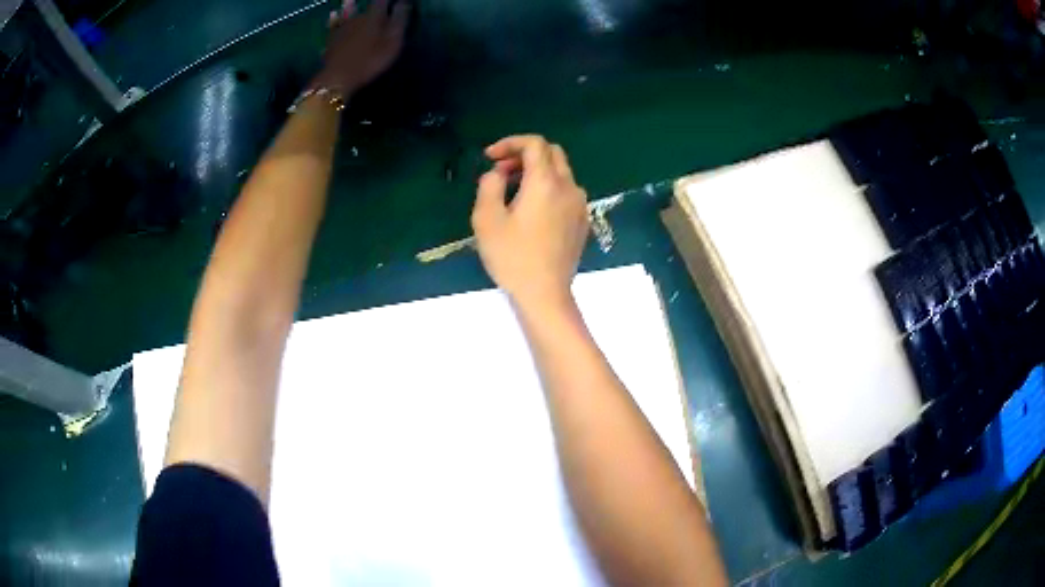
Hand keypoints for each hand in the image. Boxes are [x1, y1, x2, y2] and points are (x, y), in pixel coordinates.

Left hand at [312, 0, 408, 95]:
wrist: (338, 77)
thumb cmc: (370, 60)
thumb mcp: (392, 41)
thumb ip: (399, 20)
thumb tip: (404, 2)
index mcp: (374, 16)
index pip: (382, 1)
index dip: (388, 0)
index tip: (396, 1)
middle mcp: (358, 17)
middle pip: (367, 7)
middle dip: (373, 4)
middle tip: (378, 3)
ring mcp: (342, 28)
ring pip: (348, 13)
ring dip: (350, 6)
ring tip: (349, 0)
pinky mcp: (331, 39)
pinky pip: (333, 25)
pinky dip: (334, 19)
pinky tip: (333, 15)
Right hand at [471, 135, 589, 309]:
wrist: (545, 294)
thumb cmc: (512, 257)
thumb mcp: (486, 219)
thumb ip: (489, 185)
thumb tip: (497, 173)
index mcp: (545, 182)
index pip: (534, 143)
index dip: (510, 143)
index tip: (489, 157)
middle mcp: (568, 186)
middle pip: (551, 153)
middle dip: (524, 154)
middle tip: (502, 171)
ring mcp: (580, 204)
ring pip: (561, 172)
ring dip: (537, 171)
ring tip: (513, 191)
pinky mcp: (583, 221)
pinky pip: (567, 191)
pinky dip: (549, 187)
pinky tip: (533, 210)